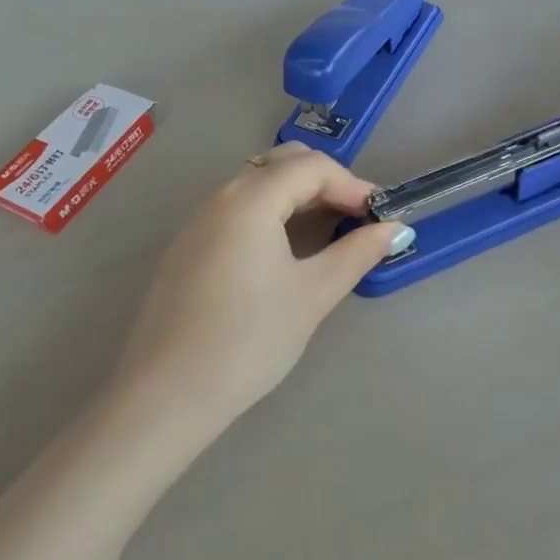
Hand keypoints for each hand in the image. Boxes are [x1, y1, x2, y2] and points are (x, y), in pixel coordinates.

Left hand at [110, 143, 407, 433]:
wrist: (165, 395)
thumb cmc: (248, 340)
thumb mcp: (312, 295)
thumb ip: (356, 253)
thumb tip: (393, 229)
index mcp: (251, 199)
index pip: (312, 166)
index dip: (352, 184)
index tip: (378, 218)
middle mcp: (221, 197)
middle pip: (282, 164)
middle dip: (325, 182)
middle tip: (354, 219)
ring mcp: (199, 221)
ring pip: (258, 185)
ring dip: (298, 197)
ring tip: (327, 234)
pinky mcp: (188, 247)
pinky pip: (238, 209)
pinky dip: (271, 213)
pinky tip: (285, 252)